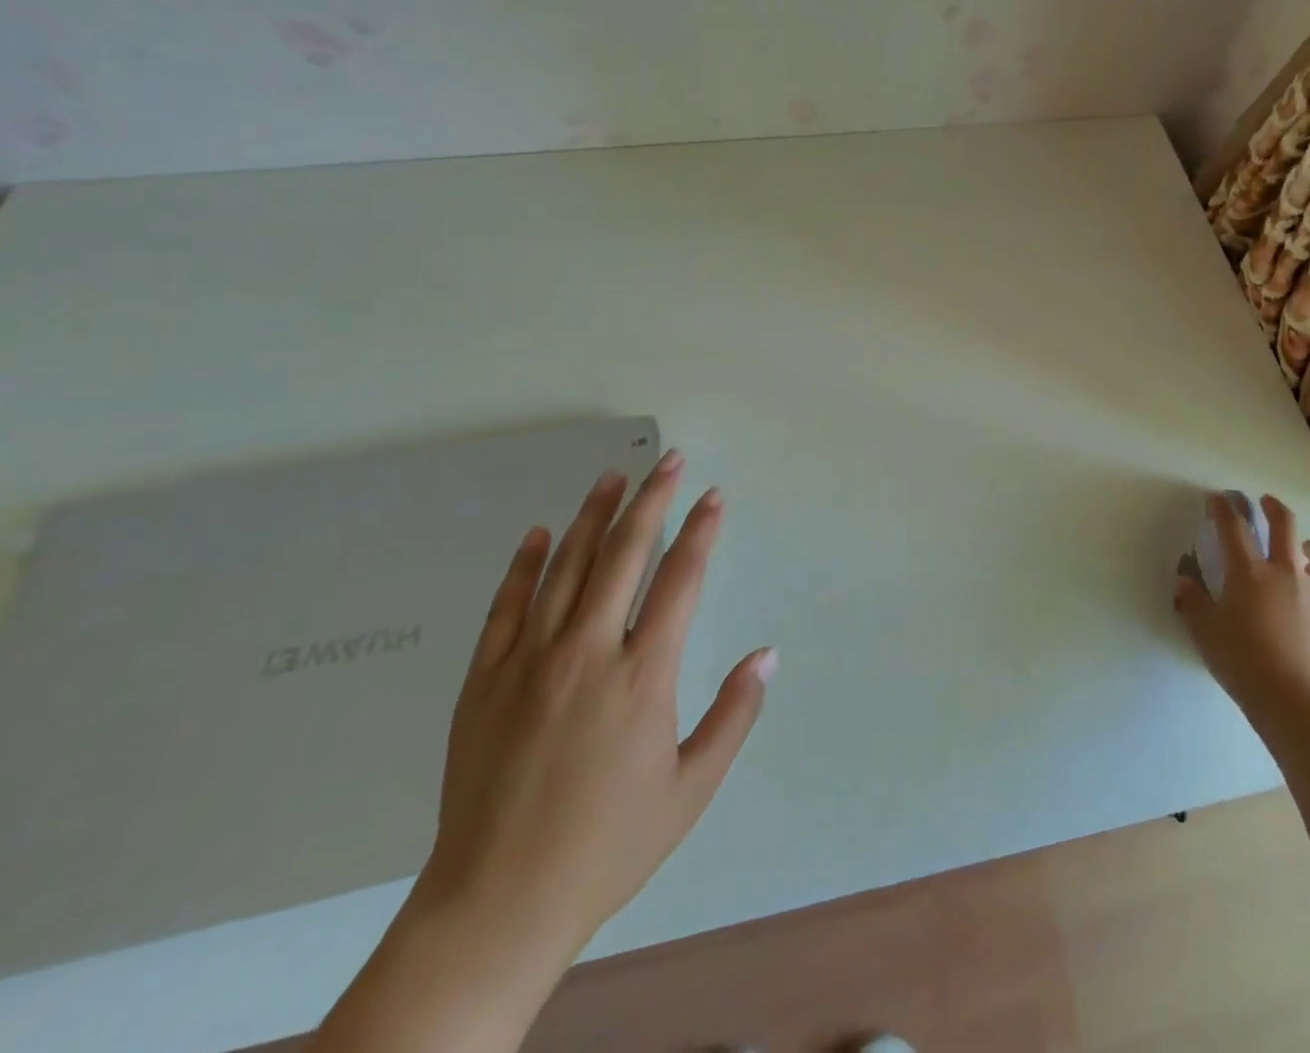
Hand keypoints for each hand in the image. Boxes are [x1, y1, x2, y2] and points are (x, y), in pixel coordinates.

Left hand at [413, 452, 775, 962]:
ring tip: (611, 477)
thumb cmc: (608, 846)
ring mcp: (529, 663)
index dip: (701, 531)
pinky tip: (539, 534)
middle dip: (651, 501)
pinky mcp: (483, 681)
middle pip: (624, 554)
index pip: (680, 580)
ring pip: (565, 568)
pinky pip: (506, 607)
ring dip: (592, 516)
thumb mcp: (691, 788)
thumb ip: (734, 715)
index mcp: (643, 676)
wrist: (495, 906)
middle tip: (669, 461)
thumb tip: (767, 654)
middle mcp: (587, 653)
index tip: (713, 496)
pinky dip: (525, 565)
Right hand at [1176, 493, 1309, 723]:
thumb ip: (1192, 602)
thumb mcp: (1204, 632)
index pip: (1233, 528)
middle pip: (1285, 526)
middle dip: (1273, 508)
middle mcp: (1286, 573)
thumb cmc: (1242, 662)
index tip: (1217, 497)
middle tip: (1264, 502)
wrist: (1296, 700)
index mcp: (1249, 572)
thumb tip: (1183, 581)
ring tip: (1303, 547)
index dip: (1223, 508)